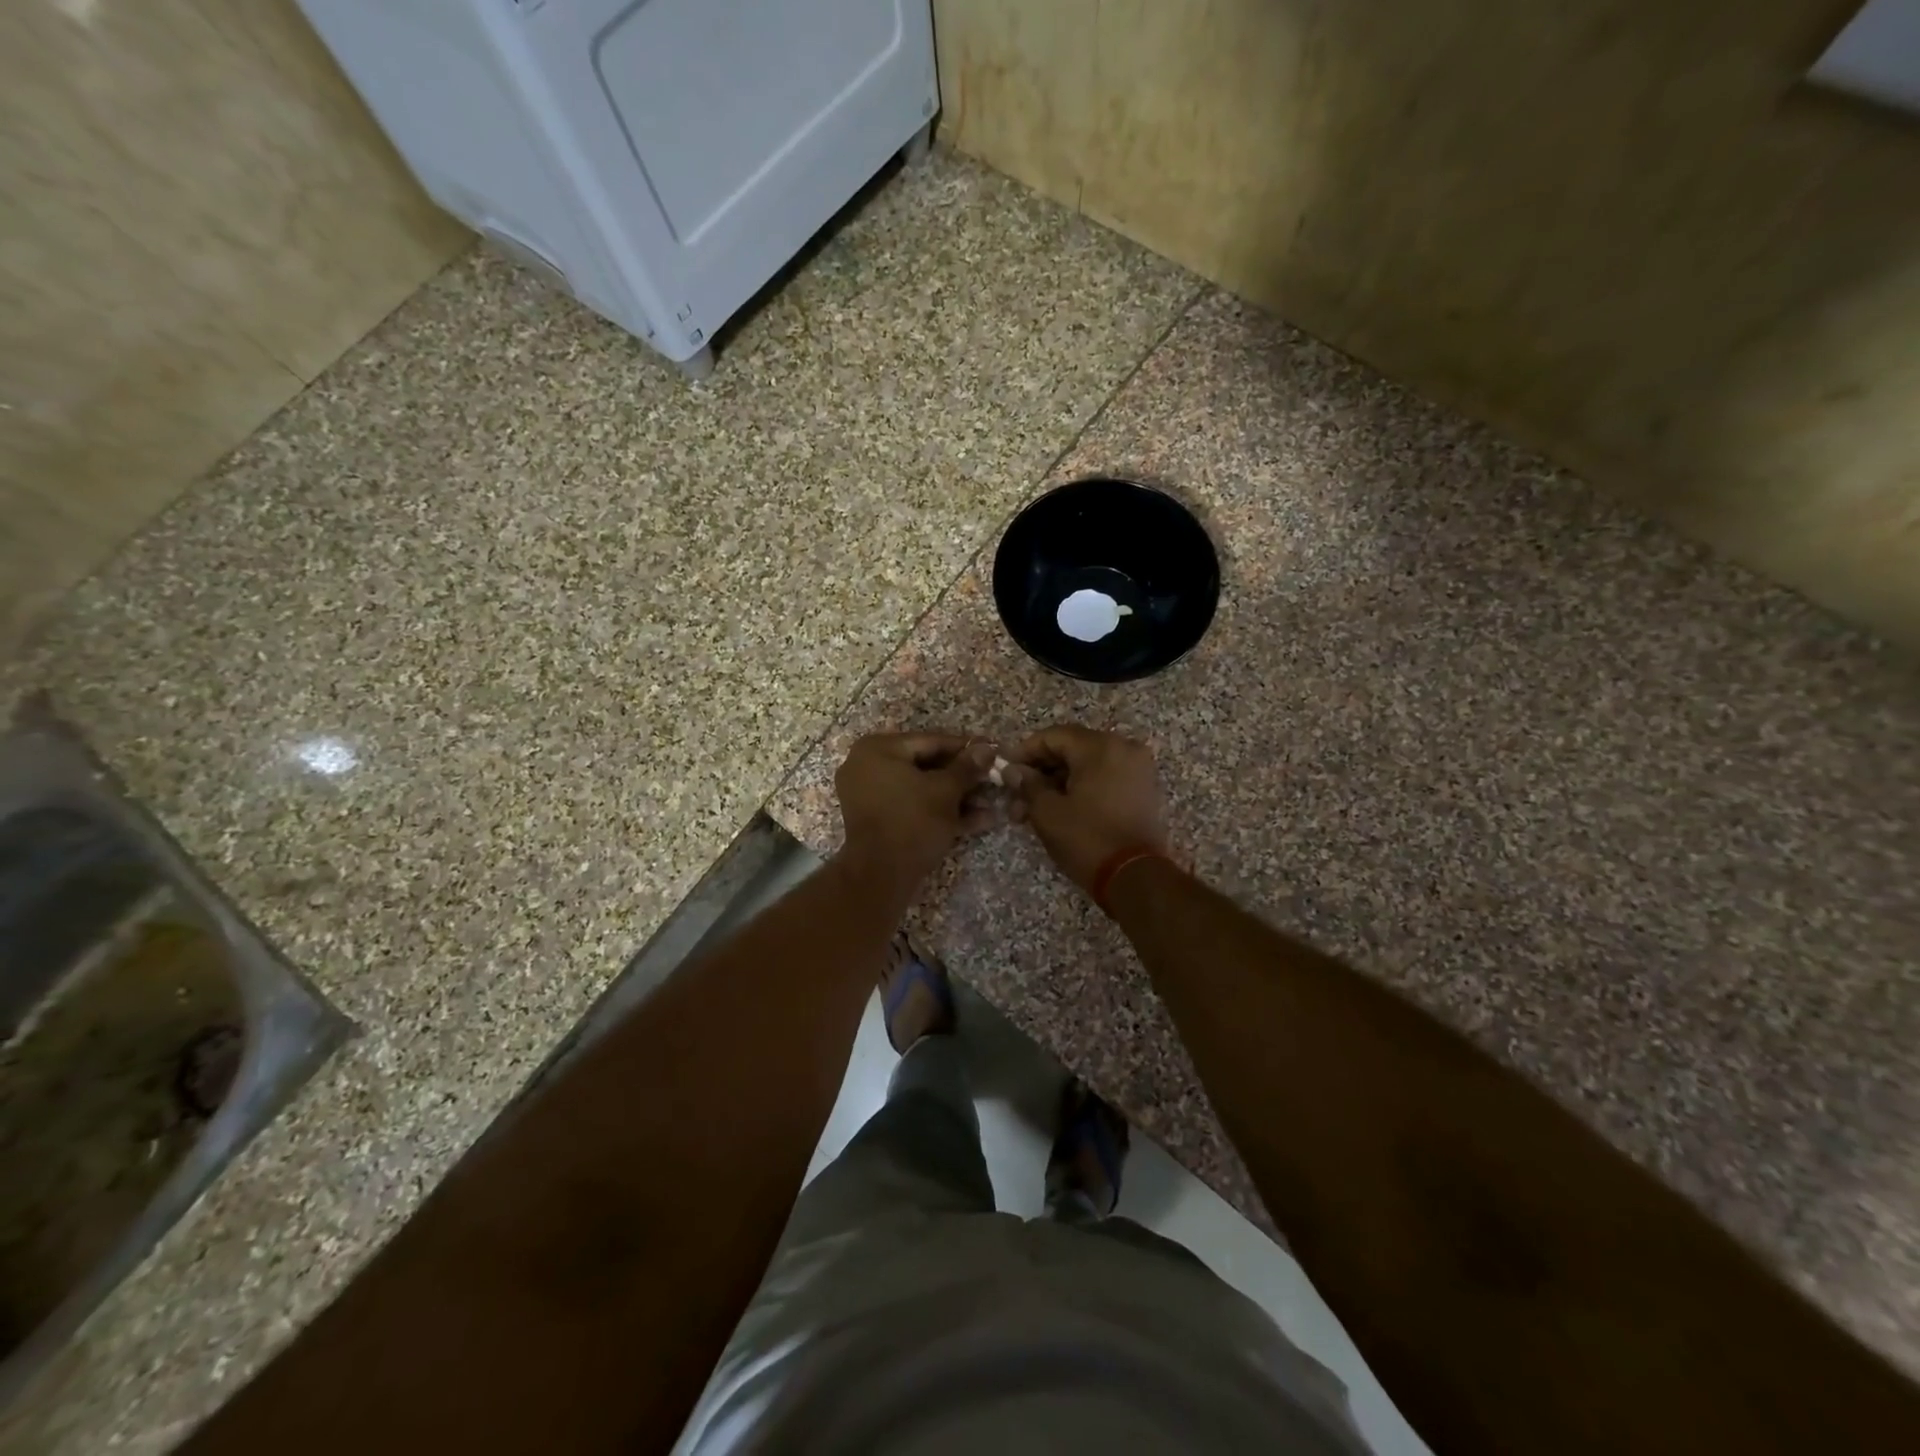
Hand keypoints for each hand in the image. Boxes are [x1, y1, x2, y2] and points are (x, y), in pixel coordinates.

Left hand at [834, 732, 997, 891]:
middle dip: (963, 777)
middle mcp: (868, 765)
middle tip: (993, 778)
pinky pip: (912, 806)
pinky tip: (978, 820)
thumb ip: (967, 767)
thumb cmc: (913, 821)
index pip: (931, 740)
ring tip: (992, 803)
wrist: (881, 875)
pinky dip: (940, 811)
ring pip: (921, 789)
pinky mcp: (878, 820)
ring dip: (957, 797)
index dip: (966, 747)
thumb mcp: (946, 791)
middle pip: (926, 765)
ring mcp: (870, 794)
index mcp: (878, 748)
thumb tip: (987, 748)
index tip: (993, 750)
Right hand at [1008, 725, 1169, 894]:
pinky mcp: (1142, 789)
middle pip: (1071, 749)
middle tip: (1015, 796)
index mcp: (1100, 747)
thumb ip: (1027, 784)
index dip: (1025, 751)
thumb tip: (1013, 771)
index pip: (1053, 736)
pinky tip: (1058, 809)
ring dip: (1057, 783)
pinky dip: (1080, 788)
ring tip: (1030, 812)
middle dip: (1040, 772)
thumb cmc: (1087, 839)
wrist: (1135, 877)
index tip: (1005, 769)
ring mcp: (1136, 768)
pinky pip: (1104, 778)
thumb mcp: (1047, 812)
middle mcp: (1123, 748)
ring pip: (1086, 766)